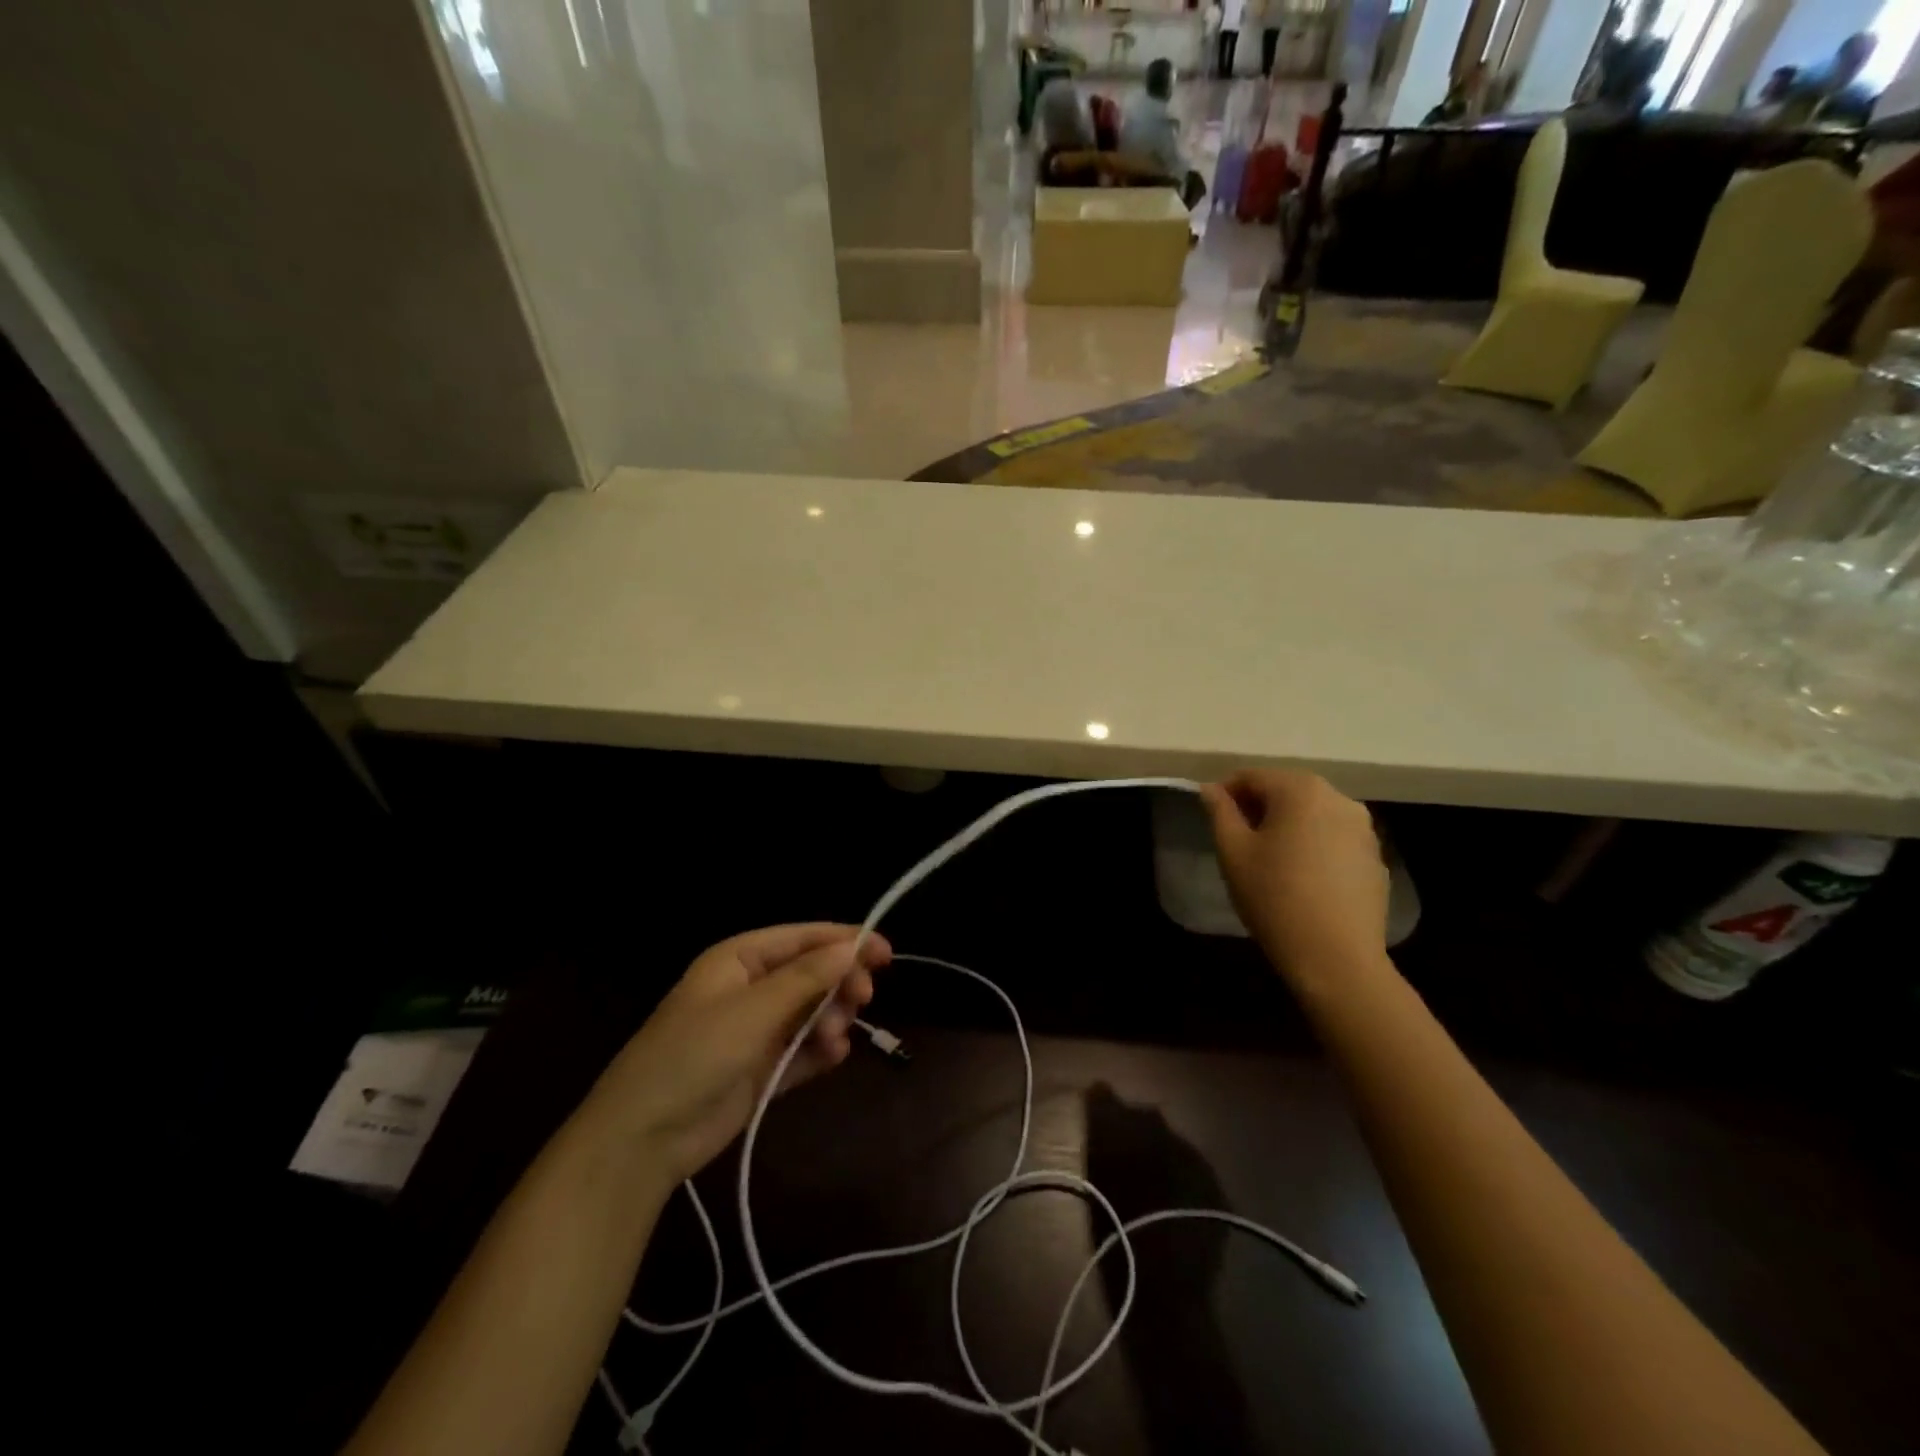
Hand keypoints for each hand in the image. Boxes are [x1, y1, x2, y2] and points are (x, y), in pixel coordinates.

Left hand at [584, 924, 890, 1185]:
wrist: (643, 1138)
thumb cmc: (694, 1054)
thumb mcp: (753, 1010)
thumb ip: (806, 978)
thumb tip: (852, 948)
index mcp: (739, 960)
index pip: (802, 938)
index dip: (844, 940)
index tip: (885, 953)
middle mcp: (750, 989)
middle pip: (811, 973)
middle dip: (839, 983)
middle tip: (863, 999)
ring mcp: (755, 1031)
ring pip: (811, 1011)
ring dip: (831, 1019)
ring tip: (835, 1039)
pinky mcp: (760, 1069)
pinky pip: (802, 1049)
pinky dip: (820, 1050)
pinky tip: (833, 1055)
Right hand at [1201, 771, 1389, 986]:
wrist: (1336, 958)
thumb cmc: (1274, 898)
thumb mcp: (1233, 852)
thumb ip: (1220, 812)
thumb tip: (1211, 789)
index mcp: (1300, 790)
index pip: (1252, 776)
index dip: (1226, 793)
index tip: (1213, 819)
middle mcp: (1338, 798)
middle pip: (1286, 790)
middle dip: (1258, 807)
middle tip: (1238, 840)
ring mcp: (1364, 828)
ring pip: (1312, 813)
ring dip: (1287, 825)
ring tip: (1270, 859)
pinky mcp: (1375, 857)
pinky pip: (1334, 837)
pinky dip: (1313, 844)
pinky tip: (1301, 877)